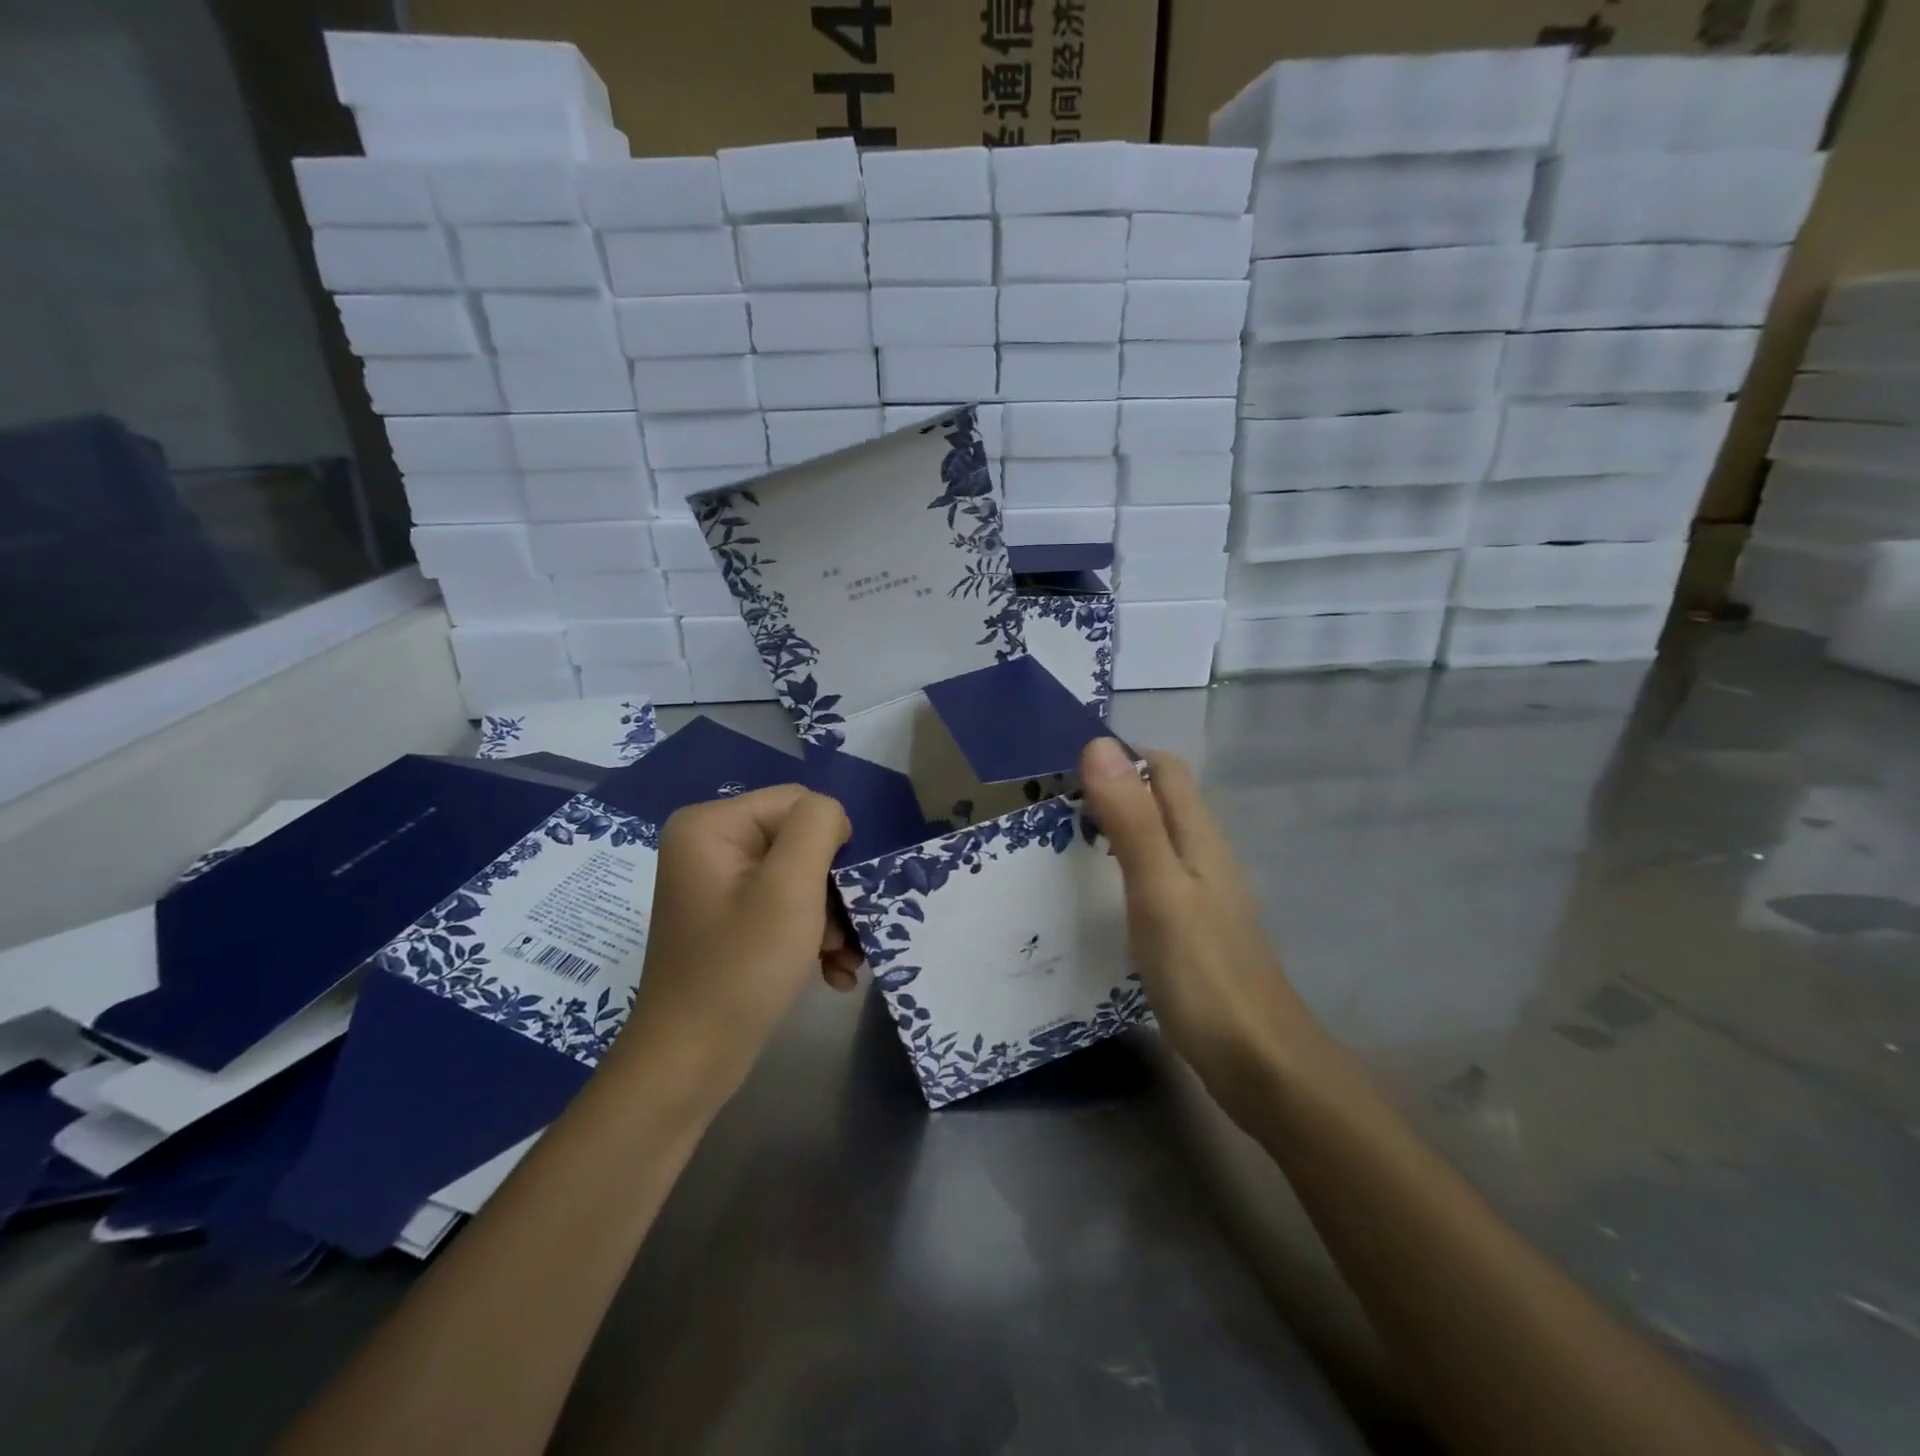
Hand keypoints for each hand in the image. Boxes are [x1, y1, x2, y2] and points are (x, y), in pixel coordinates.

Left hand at [610, 786, 858, 1100]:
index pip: (799, 803)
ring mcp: (718, 885)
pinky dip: (812, 937)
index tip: (839, 897)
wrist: (690, 1064)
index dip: (830, 845)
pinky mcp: (730, 920)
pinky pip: (785, 908)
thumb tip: (833, 816)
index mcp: (711, 825)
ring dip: (831, 920)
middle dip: (832, 891)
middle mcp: (709, 845)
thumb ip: (818, 827)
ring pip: (800, 879)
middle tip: (844, 937)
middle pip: (801, 842)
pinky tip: (830, 973)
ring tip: (840, 961)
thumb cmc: (741, 970)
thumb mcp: (790, 888)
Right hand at [1078, 738, 1325, 1116]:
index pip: (1164, 768)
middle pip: (1159, 801)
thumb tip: (1099, 744)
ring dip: (1114, 830)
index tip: (1064, 767)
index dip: (1121, 755)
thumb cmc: (1204, 972)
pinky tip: (1095, 897)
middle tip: (1051, 808)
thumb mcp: (1157, 889)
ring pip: (1156, 840)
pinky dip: (1122, 870)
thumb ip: (1130, 820)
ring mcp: (1203, 896)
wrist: (1260, 1063)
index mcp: (1199, 836)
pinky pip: (1154, 879)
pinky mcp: (1195, 931)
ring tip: (1061, 846)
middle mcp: (1205, 856)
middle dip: (1110, 791)